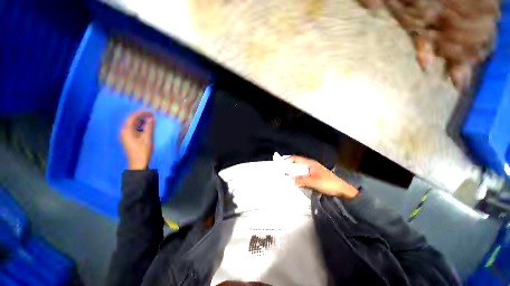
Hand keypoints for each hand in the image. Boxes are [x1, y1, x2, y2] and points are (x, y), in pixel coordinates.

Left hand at [120, 111, 154, 169]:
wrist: (137, 162)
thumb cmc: (142, 150)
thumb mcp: (148, 137)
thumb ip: (149, 127)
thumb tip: (152, 118)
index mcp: (127, 130)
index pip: (132, 117)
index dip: (141, 113)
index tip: (151, 112)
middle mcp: (124, 131)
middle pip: (131, 120)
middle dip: (141, 116)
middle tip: (151, 116)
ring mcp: (125, 135)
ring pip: (132, 124)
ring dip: (141, 121)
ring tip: (150, 121)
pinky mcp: (128, 138)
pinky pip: (133, 129)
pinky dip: (140, 126)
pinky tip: (146, 127)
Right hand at [288, 156, 358, 198]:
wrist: (342, 191)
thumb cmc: (328, 183)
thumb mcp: (314, 181)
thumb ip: (301, 179)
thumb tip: (289, 179)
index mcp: (310, 163)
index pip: (296, 158)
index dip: (288, 159)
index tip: (280, 163)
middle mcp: (310, 165)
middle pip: (297, 164)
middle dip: (289, 166)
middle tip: (281, 170)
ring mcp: (312, 171)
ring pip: (300, 170)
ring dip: (293, 172)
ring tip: (286, 176)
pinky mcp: (314, 177)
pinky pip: (303, 175)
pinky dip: (298, 177)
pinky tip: (295, 181)